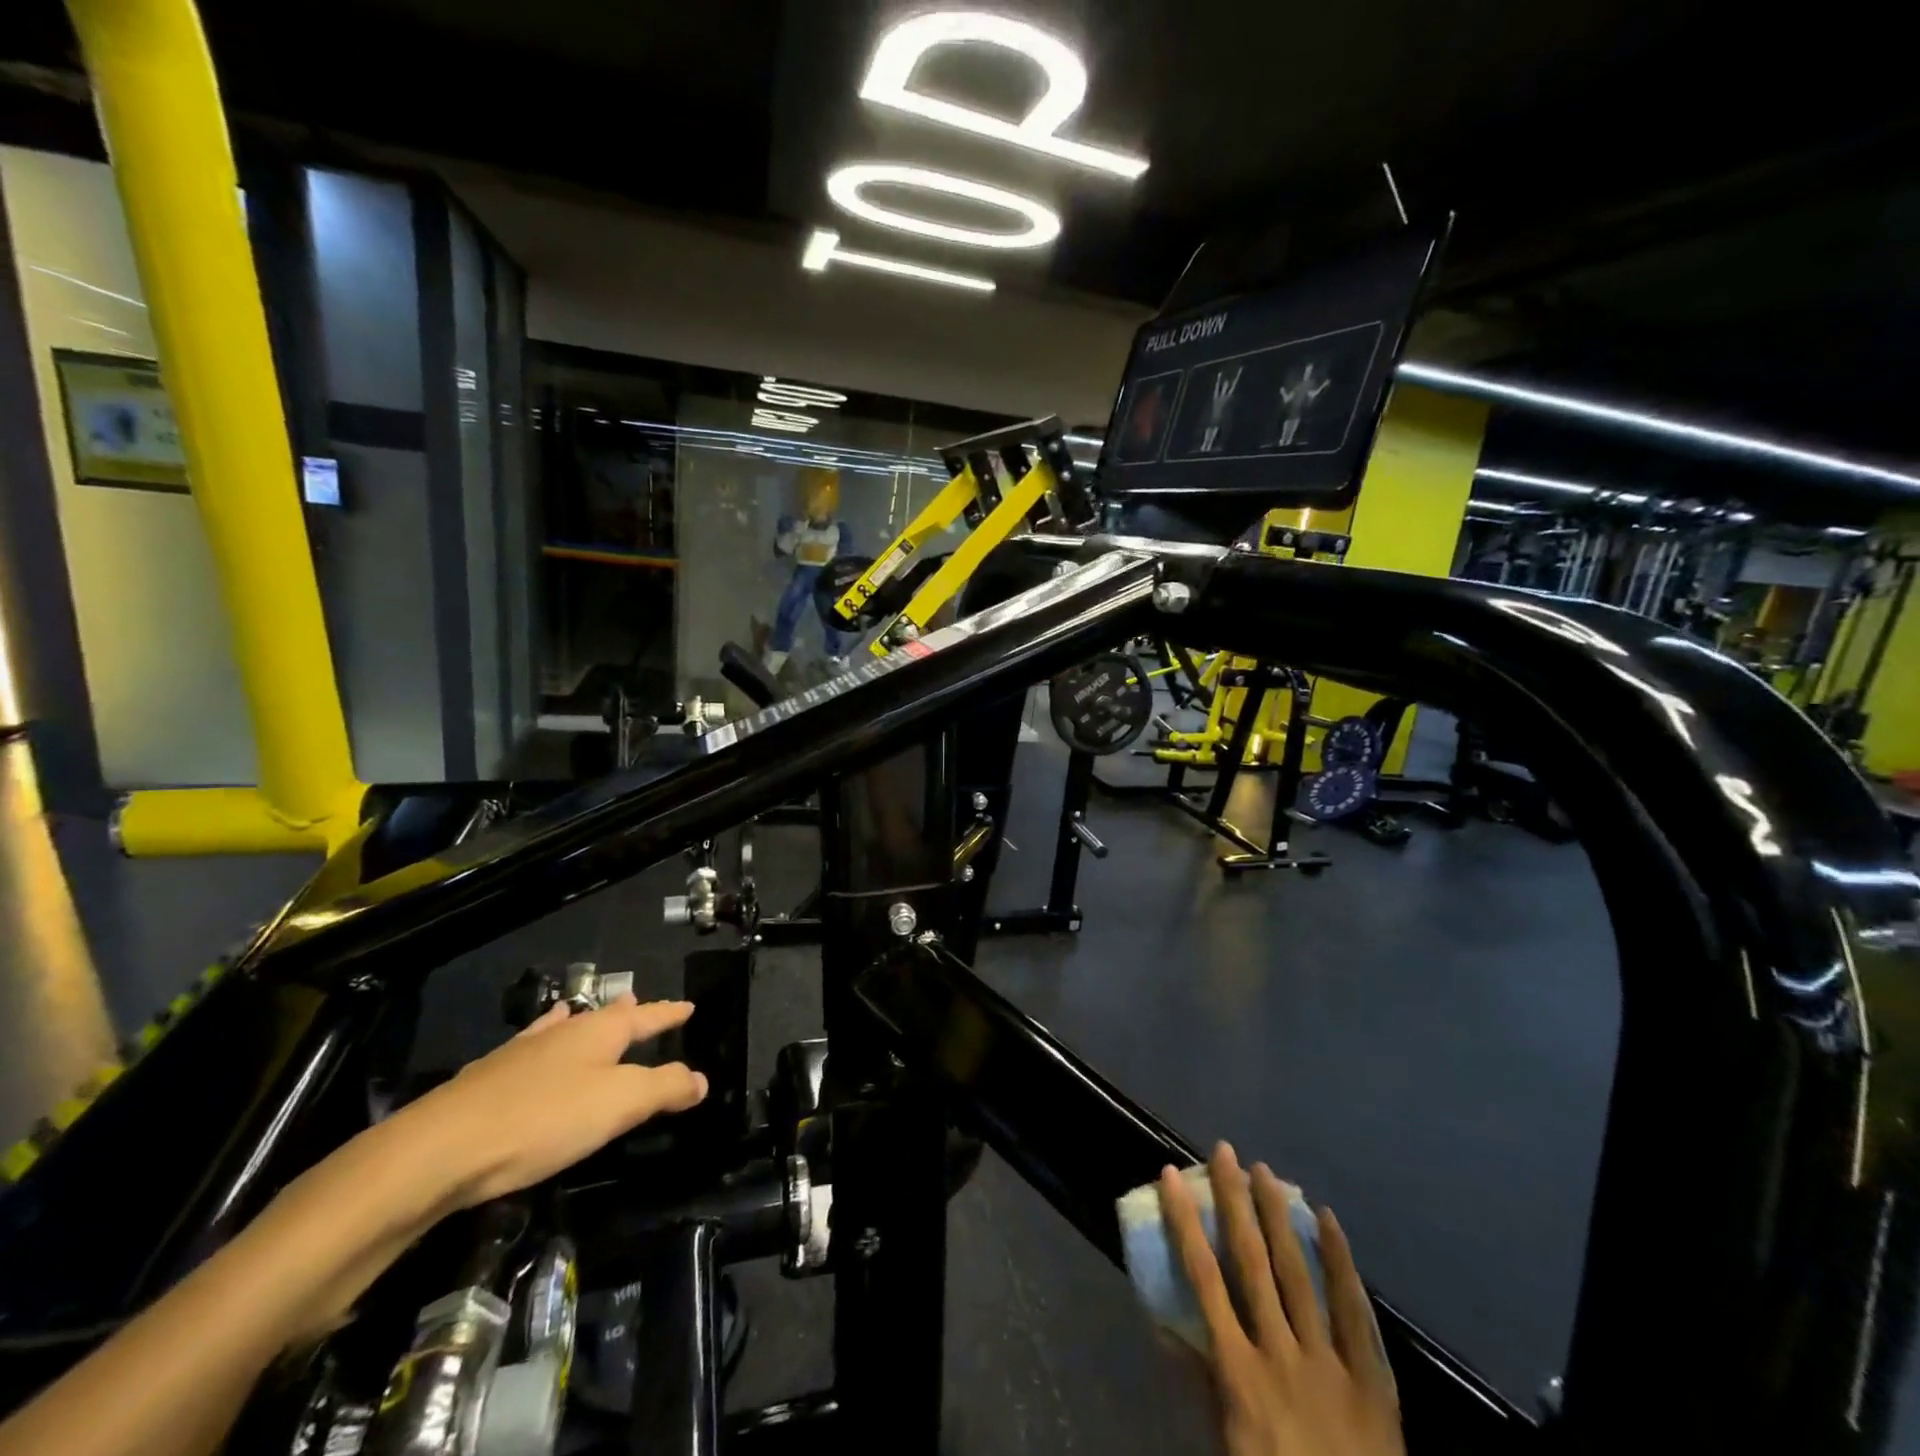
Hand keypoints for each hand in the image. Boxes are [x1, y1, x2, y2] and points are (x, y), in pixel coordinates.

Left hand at [389, 995, 708, 1210]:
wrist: (441, 1149)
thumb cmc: (544, 1120)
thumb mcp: (620, 1104)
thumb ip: (665, 1088)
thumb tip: (701, 1078)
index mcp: (600, 1032)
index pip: (646, 1016)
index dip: (669, 1013)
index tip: (689, 1006)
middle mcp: (563, 1032)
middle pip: (603, 1016)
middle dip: (626, 1012)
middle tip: (639, 1001)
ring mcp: (522, 1054)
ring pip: (562, 1028)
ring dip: (580, 1023)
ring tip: (583, 1014)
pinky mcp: (488, 1079)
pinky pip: (530, 1049)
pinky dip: (542, 1042)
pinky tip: (531, 1048)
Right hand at [1159, 1144, 1402, 1455]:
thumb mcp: (1227, 1443)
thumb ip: (1200, 1383)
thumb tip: (1164, 1325)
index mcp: (1240, 1372)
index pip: (1204, 1280)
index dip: (1185, 1223)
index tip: (1172, 1175)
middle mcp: (1280, 1353)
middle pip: (1252, 1262)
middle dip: (1235, 1202)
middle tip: (1226, 1152)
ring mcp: (1329, 1361)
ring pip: (1299, 1273)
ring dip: (1279, 1217)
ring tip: (1265, 1172)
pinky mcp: (1372, 1377)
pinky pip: (1354, 1311)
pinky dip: (1340, 1262)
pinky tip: (1329, 1220)